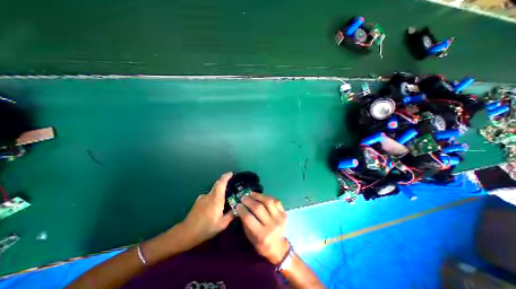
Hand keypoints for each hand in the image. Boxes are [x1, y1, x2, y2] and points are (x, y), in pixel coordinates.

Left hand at [175, 172, 235, 247]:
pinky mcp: (198, 201)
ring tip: (224, 200)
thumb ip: (231, 215)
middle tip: (231, 184)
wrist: (186, 233)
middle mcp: (209, 195)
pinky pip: (209, 196)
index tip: (231, 173)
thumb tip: (238, 209)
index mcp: (216, 198)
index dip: (226, 176)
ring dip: (219, 192)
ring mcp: (202, 198)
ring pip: (213, 191)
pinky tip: (214, 207)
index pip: (221, 183)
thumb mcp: (222, 224)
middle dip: (224, 181)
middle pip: (217, 184)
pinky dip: (214, 197)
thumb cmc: (206, 228)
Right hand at [237, 193, 289, 264]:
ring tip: (251, 193)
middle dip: (249, 201)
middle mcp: (271, 226)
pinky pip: (276, 201)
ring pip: (268, 202)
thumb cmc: (261, 244)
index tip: (238, 204)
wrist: (278, 247)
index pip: (249, 218)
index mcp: (261, 235)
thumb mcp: (250, 237)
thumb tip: (240, 207)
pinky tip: (261, 196)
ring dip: (258, 195)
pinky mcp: (284, 213)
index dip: (242, 209)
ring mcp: (279, 218)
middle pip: (258, 208)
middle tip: (243, 197)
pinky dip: (267, 197)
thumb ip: (245, 222)